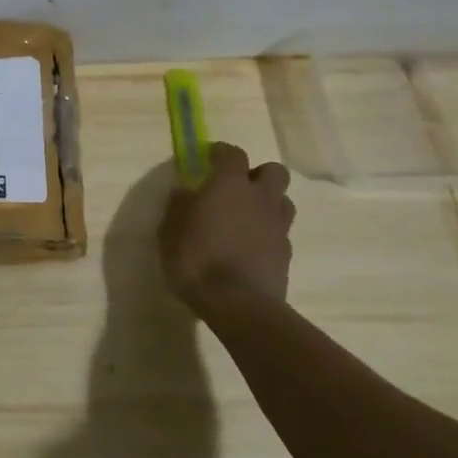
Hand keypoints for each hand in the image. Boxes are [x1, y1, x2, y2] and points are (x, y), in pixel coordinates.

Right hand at [158, 142, 295, 311]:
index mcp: (229, 185)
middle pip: (274, 171)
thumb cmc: (197, 259)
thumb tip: (184, 192)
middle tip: (237, 188)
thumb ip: (178, 206)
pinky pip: (281, 233)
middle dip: (258, 174)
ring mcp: (278, 227)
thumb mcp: (171, 230)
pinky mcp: (287, 255)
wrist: (238, 305)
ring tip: (247, 218)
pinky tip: (251, 248)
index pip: (233, 153)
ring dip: (268, 203)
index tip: (209, 157)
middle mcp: (259, 199)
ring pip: (284, 202)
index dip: (221, 152)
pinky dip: (269, 234)